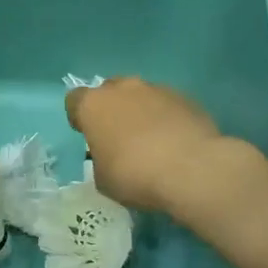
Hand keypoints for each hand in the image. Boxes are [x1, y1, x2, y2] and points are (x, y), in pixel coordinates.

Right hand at [65, 77, 227, 214]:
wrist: (192, 169)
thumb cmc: (134, 175)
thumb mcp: (103, 179)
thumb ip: (100, 160)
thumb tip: (110, 157)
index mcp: (94, 105)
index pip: (75, 100)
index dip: (79, 117)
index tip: (87, 135)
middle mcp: (123, 88)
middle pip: (110, 91)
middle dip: (112, 110)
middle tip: (119, 137)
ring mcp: (157, 89)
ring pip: (141, 96)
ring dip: (141, 112)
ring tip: (151, 141)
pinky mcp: (186, 98)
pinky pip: (167, 105)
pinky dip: (167, 118)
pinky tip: (174, 142)